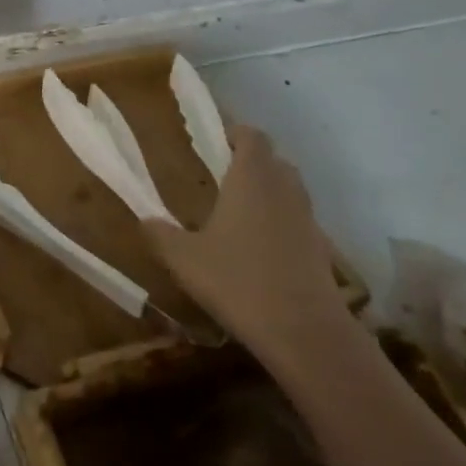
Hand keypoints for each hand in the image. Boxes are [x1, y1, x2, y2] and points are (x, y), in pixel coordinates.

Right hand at [144, 124, 347, 359]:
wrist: (304, 332)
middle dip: (250, 162)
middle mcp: (283, 189)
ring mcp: (307, 219)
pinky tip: (257, 248)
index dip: (235, 133)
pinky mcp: (320, 250)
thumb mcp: (184, 259)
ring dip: (268, 192)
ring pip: (289, 190)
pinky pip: (297, 221)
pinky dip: (280, 223)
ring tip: (238, 211)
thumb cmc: (237, 281)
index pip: (251, 136)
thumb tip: (145, 220)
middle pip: (273, 160)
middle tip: (221, 176)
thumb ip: (160, 234)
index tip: (215, 142)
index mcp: (251, 178)